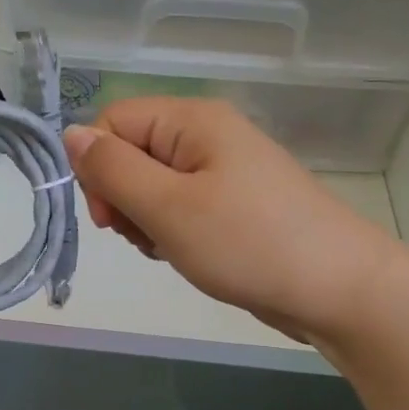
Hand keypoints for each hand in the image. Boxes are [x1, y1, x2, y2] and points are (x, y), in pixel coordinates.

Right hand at [63, 98, 398, 345]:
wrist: (338, 289)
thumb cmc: (247, 243)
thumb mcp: (168, 207)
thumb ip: (113, 170)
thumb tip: (70, 134)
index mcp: (192, 120)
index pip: (113, 123)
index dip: (98, 168)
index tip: (109, 218)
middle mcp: (207, 135)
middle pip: (131, 153)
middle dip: (122, 198)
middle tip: (144, 237)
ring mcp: (224, 170)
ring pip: (153, 186)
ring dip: (146, 220)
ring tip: (171, 249)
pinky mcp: (234, 204)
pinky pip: (181, 207)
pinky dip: (172, 232)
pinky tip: (187, 255)